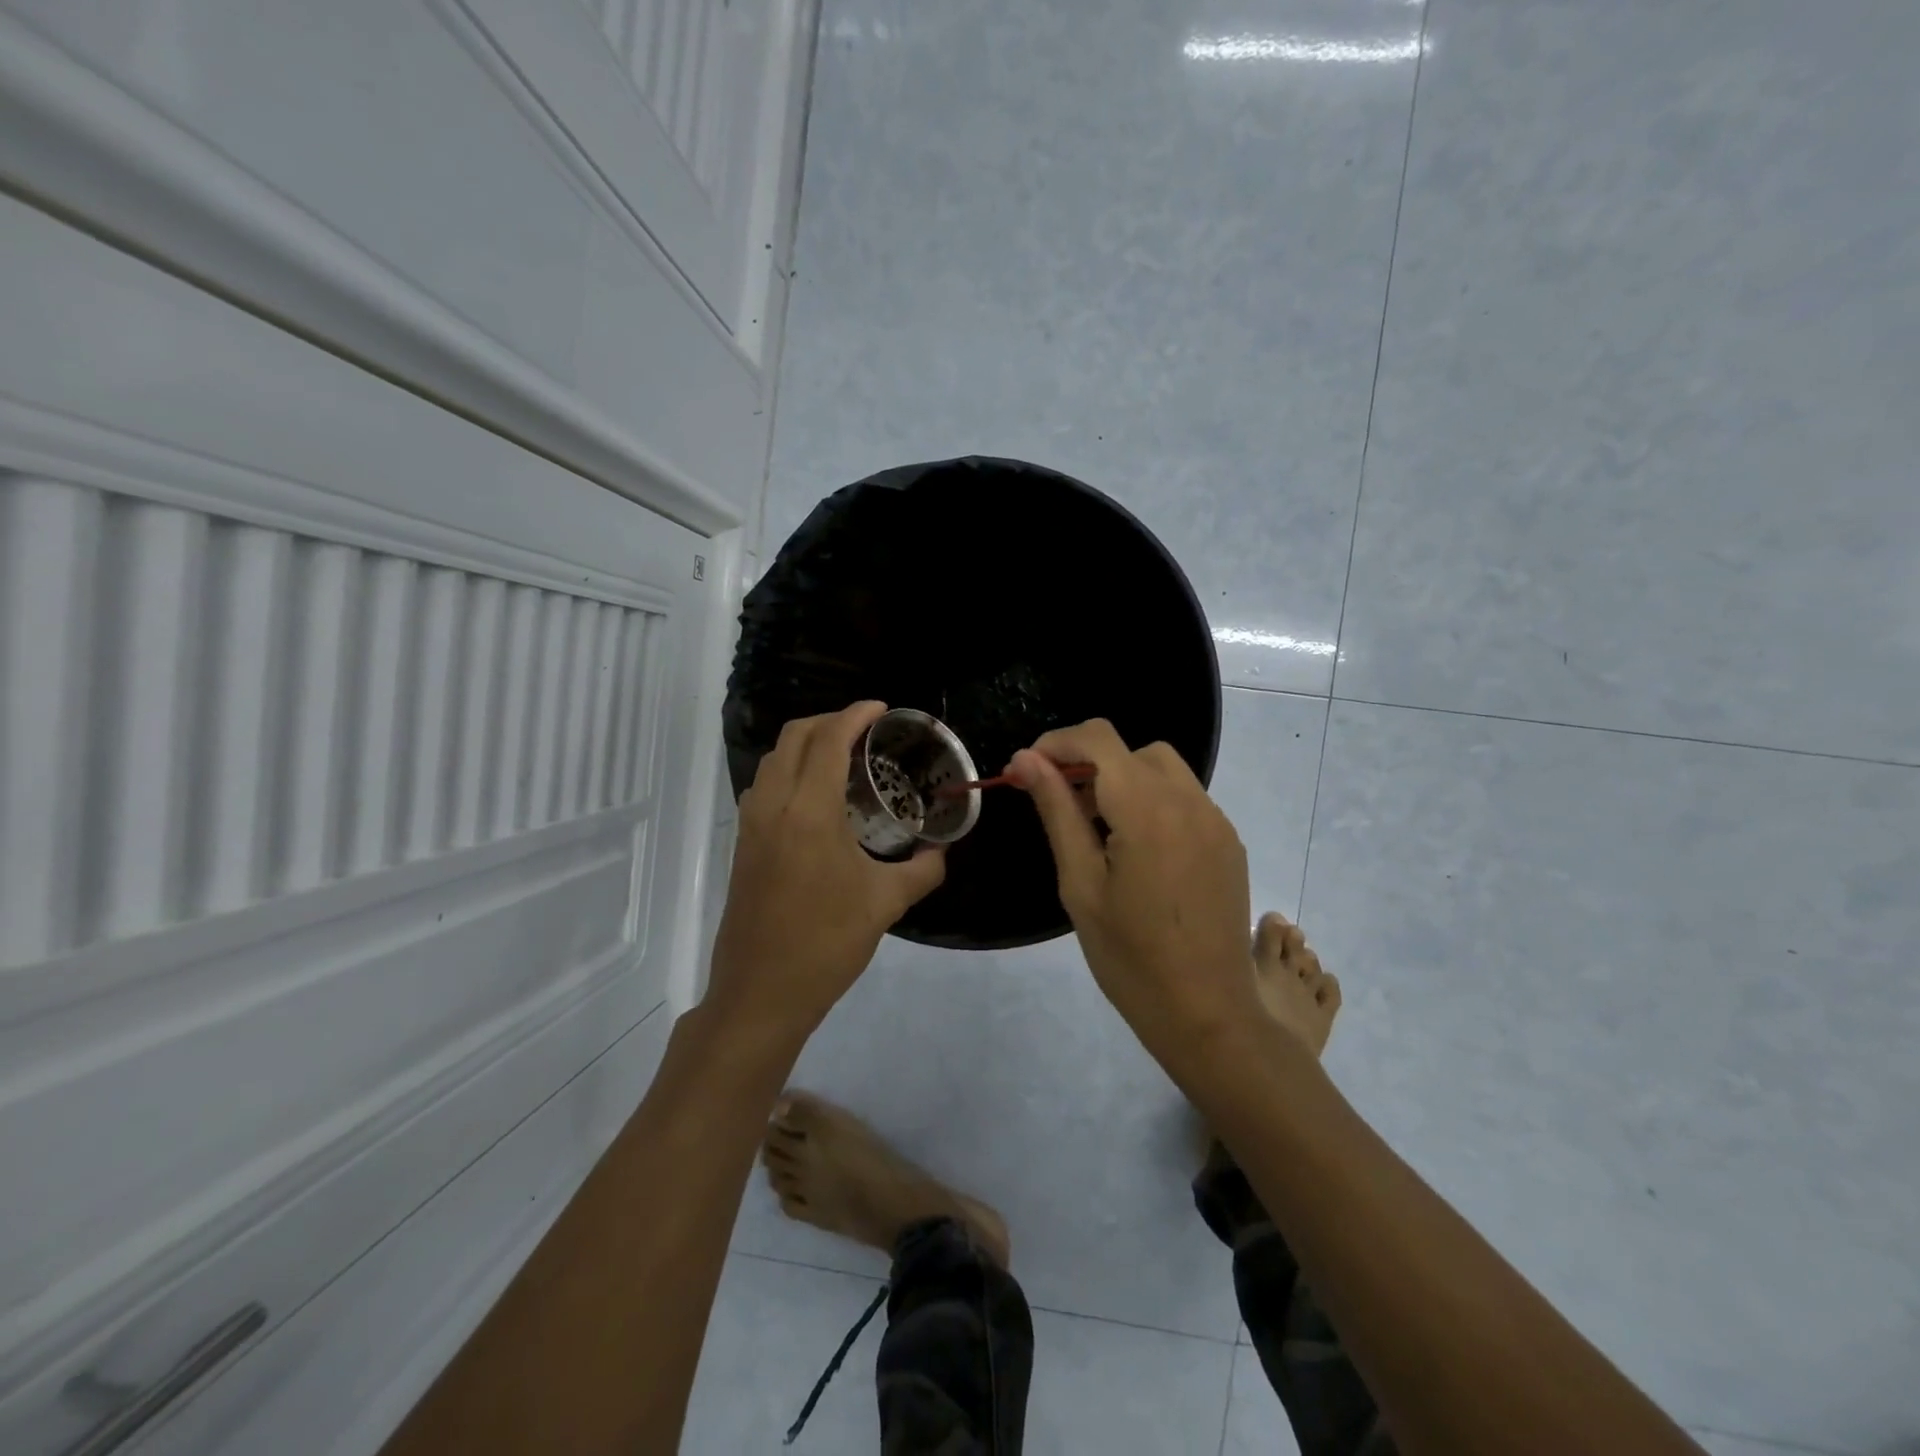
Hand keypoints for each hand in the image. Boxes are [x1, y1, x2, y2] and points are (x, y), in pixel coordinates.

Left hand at [708, 702, 946, 1035]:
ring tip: (843, 756)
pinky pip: (765, 784)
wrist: (761, 992)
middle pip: (795, 736)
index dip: (856, 715)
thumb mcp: (885, 904)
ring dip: (806, 743)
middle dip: (830, 720)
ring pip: (774, 758)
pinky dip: (790, 769)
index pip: (829, 740)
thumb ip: (923, 871)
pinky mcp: (743, 843)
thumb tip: (942, 852)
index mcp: (809, 812)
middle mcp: (774, 805)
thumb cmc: (826, 944)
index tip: (882, 709)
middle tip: (866, 729)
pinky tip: (817, 796)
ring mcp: (751, 824)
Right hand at [1007, 720, 1257, 1063]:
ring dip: (1123, 780)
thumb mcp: (1079, 882)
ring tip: (1100, 831)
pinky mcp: (1228, 842)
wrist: (1207, 1013)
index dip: (1055, 745)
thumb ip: (1057, 810)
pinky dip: (1153, 802)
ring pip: (1162, 768)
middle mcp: (1188, 801)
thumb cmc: (1129, 956)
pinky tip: (1139, 851)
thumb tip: (1025, 760)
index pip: (1097, 739)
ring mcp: (1215, 820)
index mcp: (1146, 809)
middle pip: (1130, 750)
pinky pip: (1185, 798)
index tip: (1025, 774)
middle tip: (1063, 810)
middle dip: (1088, 764)